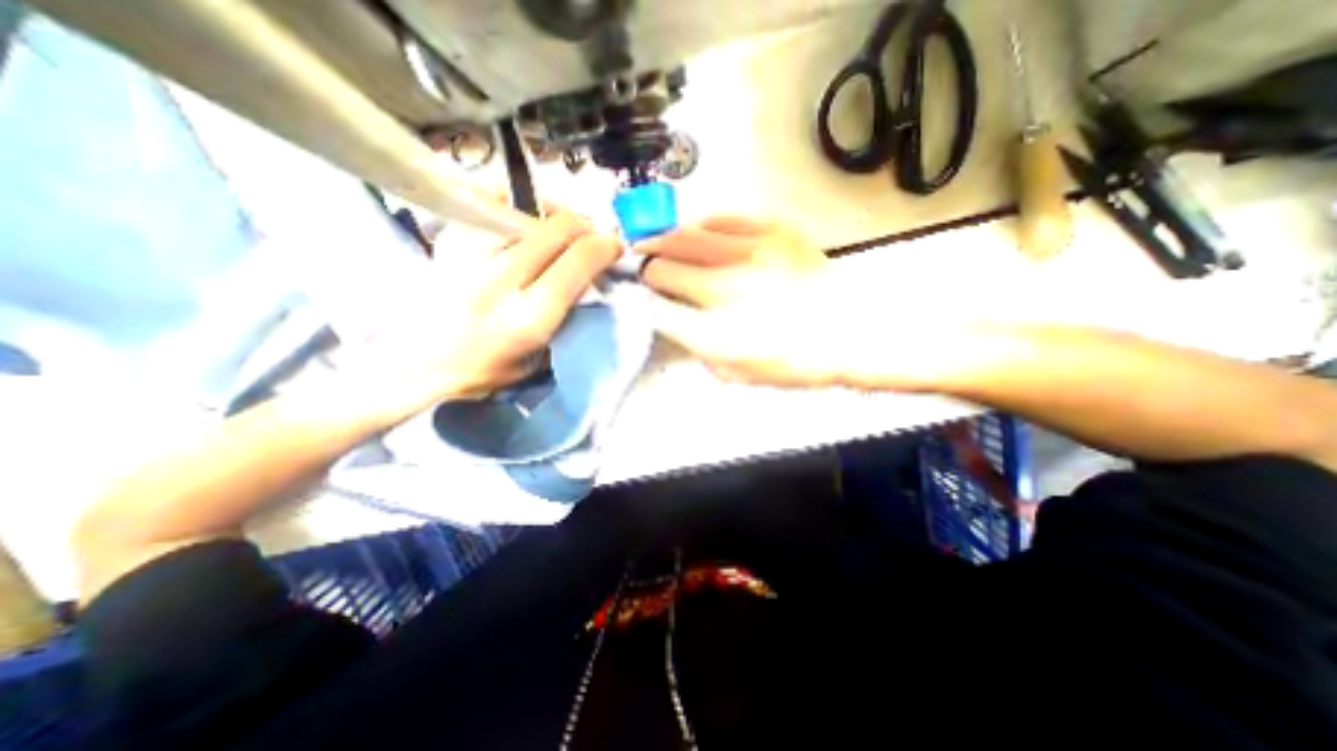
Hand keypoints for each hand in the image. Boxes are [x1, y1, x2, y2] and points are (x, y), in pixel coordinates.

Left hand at [342, 207, 614, 409]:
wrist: (415, 364)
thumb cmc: (485, 371)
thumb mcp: (540, 359)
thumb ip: (566, 319)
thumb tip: (590, 280)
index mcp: (527, 317)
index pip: (577, 262)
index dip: (605, 247)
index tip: (614, 247)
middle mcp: (498, 280)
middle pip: (556, 228)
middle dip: (585, 226)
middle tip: (591, 236)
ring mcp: (468, 254)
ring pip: (526, 209)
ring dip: (553, 214)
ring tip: (559, 227)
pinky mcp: (448, 240)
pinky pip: (490, 203)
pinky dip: (516, 205)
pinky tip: (522, 220)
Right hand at [633, 210, 842, 382]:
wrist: (850, 331)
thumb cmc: (791, 361)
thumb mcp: (735, 372)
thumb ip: (695, 346)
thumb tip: (667, 318)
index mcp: (717, 334)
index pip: (657, 309)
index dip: (642, 301)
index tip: (639, 298)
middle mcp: (728, 290)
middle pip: (663, 268)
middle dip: (646, 270)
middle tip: (644, 270)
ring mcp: (751, 253)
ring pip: (683, 235)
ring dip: (662, 242)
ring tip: (655, 244)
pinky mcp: (772, 230)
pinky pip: (720, 218)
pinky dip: (699, 226)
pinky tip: (696, 234)